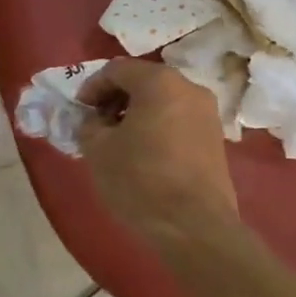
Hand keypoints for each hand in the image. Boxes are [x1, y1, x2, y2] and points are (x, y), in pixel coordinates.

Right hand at [78, 58, 240, 249]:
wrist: (194, 226)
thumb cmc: (140, 179)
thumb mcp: (97, 149)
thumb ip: (89, 124)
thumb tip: (95, 120)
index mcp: (159, 82)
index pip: (116, 70)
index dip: (92, 87)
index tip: (79, 111)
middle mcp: (189, 88)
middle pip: (143, 81)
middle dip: (115, 98)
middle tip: (96, 123)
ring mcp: (207, 113)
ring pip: (162, 101)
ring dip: (136, 113)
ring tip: (118, 140)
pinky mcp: (216, 138)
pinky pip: (178, 120)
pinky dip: (157, 127)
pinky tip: (143, 153)